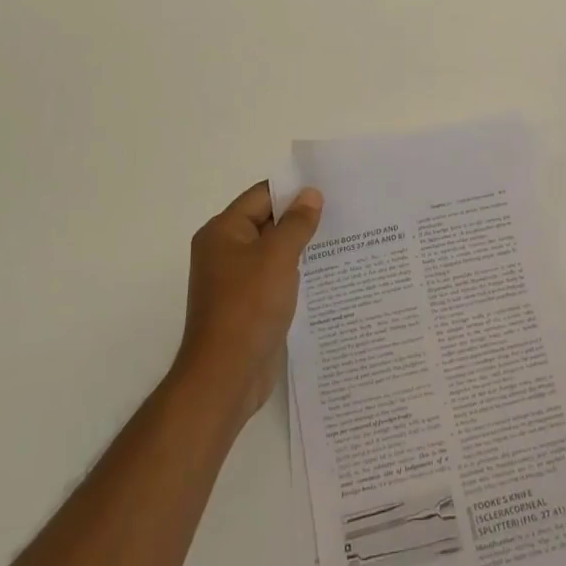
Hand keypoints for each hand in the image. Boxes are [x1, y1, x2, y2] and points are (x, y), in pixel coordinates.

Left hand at [173, 182, 323, 421]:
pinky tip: (325, 274)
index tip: (329, 189)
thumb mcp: (277, 257)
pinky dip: (296, 272)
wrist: (226, 376)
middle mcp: (225, 251)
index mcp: (223, 231)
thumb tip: (311, 194)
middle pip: (267, 222)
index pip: (261, 196)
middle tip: (342, 212)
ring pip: (273, 251)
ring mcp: (235, 280)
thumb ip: (296, 223)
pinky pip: (275, 277)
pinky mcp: (248, 304)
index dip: (293, 191)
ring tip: (341, 240)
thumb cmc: (248, 307)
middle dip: (301, 218)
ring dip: (301, 247)